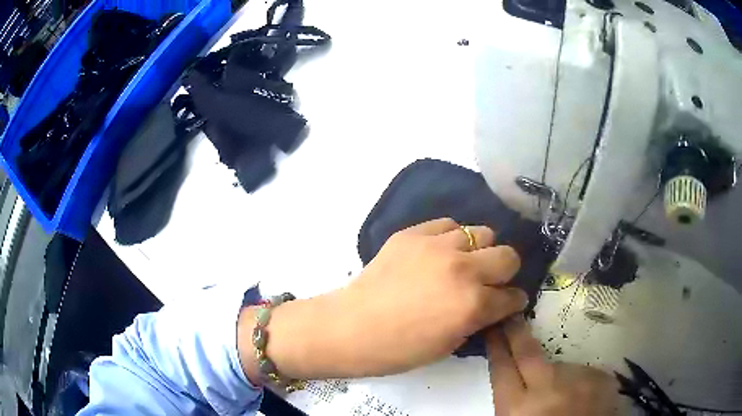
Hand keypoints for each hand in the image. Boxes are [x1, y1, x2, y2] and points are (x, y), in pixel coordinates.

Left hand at [239, 218, 527, 382]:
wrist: (351, 327)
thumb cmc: (398, 349)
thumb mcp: (449, 345)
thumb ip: (477, 320)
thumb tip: (492, 305)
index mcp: (473, 304)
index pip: (512, 296)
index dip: (514, 302)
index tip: (510, 303)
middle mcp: (462, 269)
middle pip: (508, 255)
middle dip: (505, 272)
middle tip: (490, 282)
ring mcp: (437, 246)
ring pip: (481, 233)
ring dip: (479, 251)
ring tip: (463, 264)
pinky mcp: (413, 233)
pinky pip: (448, 225)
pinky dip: (451, 239)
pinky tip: (439, 253)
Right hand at [486, 317, 619, 415]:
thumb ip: (513, 401)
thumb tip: (512, 374)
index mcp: (517, 407)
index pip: (502, 368)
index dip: (496, 345)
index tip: (493, 326)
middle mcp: (547, 389)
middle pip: (528, 351)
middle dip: (517, 331)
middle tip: (513, 316)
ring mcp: (578, 381)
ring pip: (561, 366)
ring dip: (558, 376)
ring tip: (563, 397)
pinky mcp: (601, 378)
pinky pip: (584, 373)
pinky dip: (580, 382)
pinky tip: (581, 399)